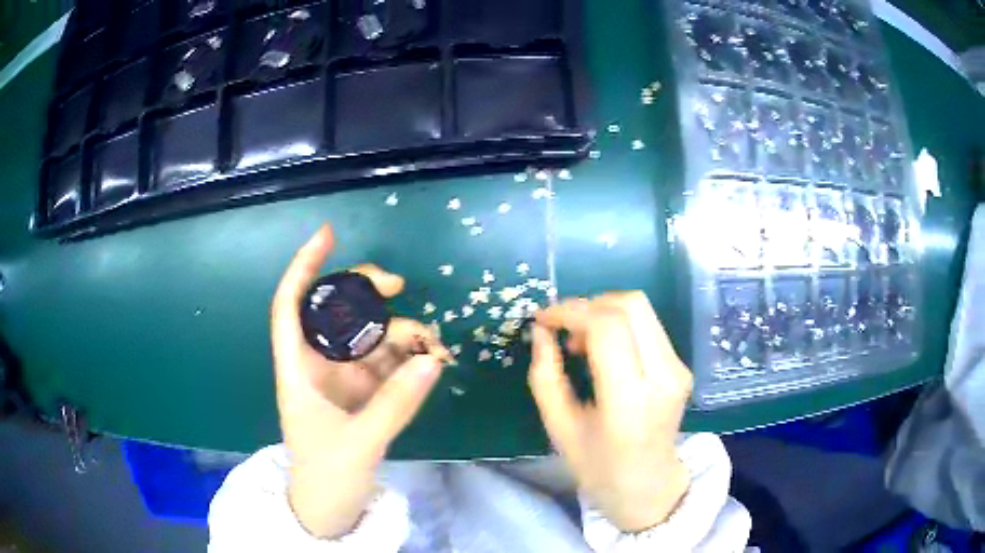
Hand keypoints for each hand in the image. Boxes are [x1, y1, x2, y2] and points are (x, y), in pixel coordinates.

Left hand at [271, 225, 447, 537]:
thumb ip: (395, 404)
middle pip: (338, 311)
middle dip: (367, 293)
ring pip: (371, 336)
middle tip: (399, 288)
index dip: (304, 267)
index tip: (329, 235)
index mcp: (298, 368)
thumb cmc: (326, 476)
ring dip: (402, 334)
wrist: (330, 509)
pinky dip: (411, 359)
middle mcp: (320, 364)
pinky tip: (432, 364)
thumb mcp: (359, 443)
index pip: (290, 305)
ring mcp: (345, 378)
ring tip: (434, 348)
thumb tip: (433, 362)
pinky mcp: (366, 394)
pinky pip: (390, 364)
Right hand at [529, 292, 693, 532]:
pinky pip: (648, 325)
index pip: (607, 328)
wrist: (648, 485)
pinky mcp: (682, 366)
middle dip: (588, 305)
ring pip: (641, 308)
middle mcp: (663, 376)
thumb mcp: (559, 427)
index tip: (543, 319)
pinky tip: (602, 349)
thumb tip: (541, 332)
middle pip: (630, 305)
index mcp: (630, 400)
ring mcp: (678, 369)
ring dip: (603, 312)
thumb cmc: (598, 466)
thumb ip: (545, 376)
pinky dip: (618, 324)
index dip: (570, 312)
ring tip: (580, 341)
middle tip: (563, 329)